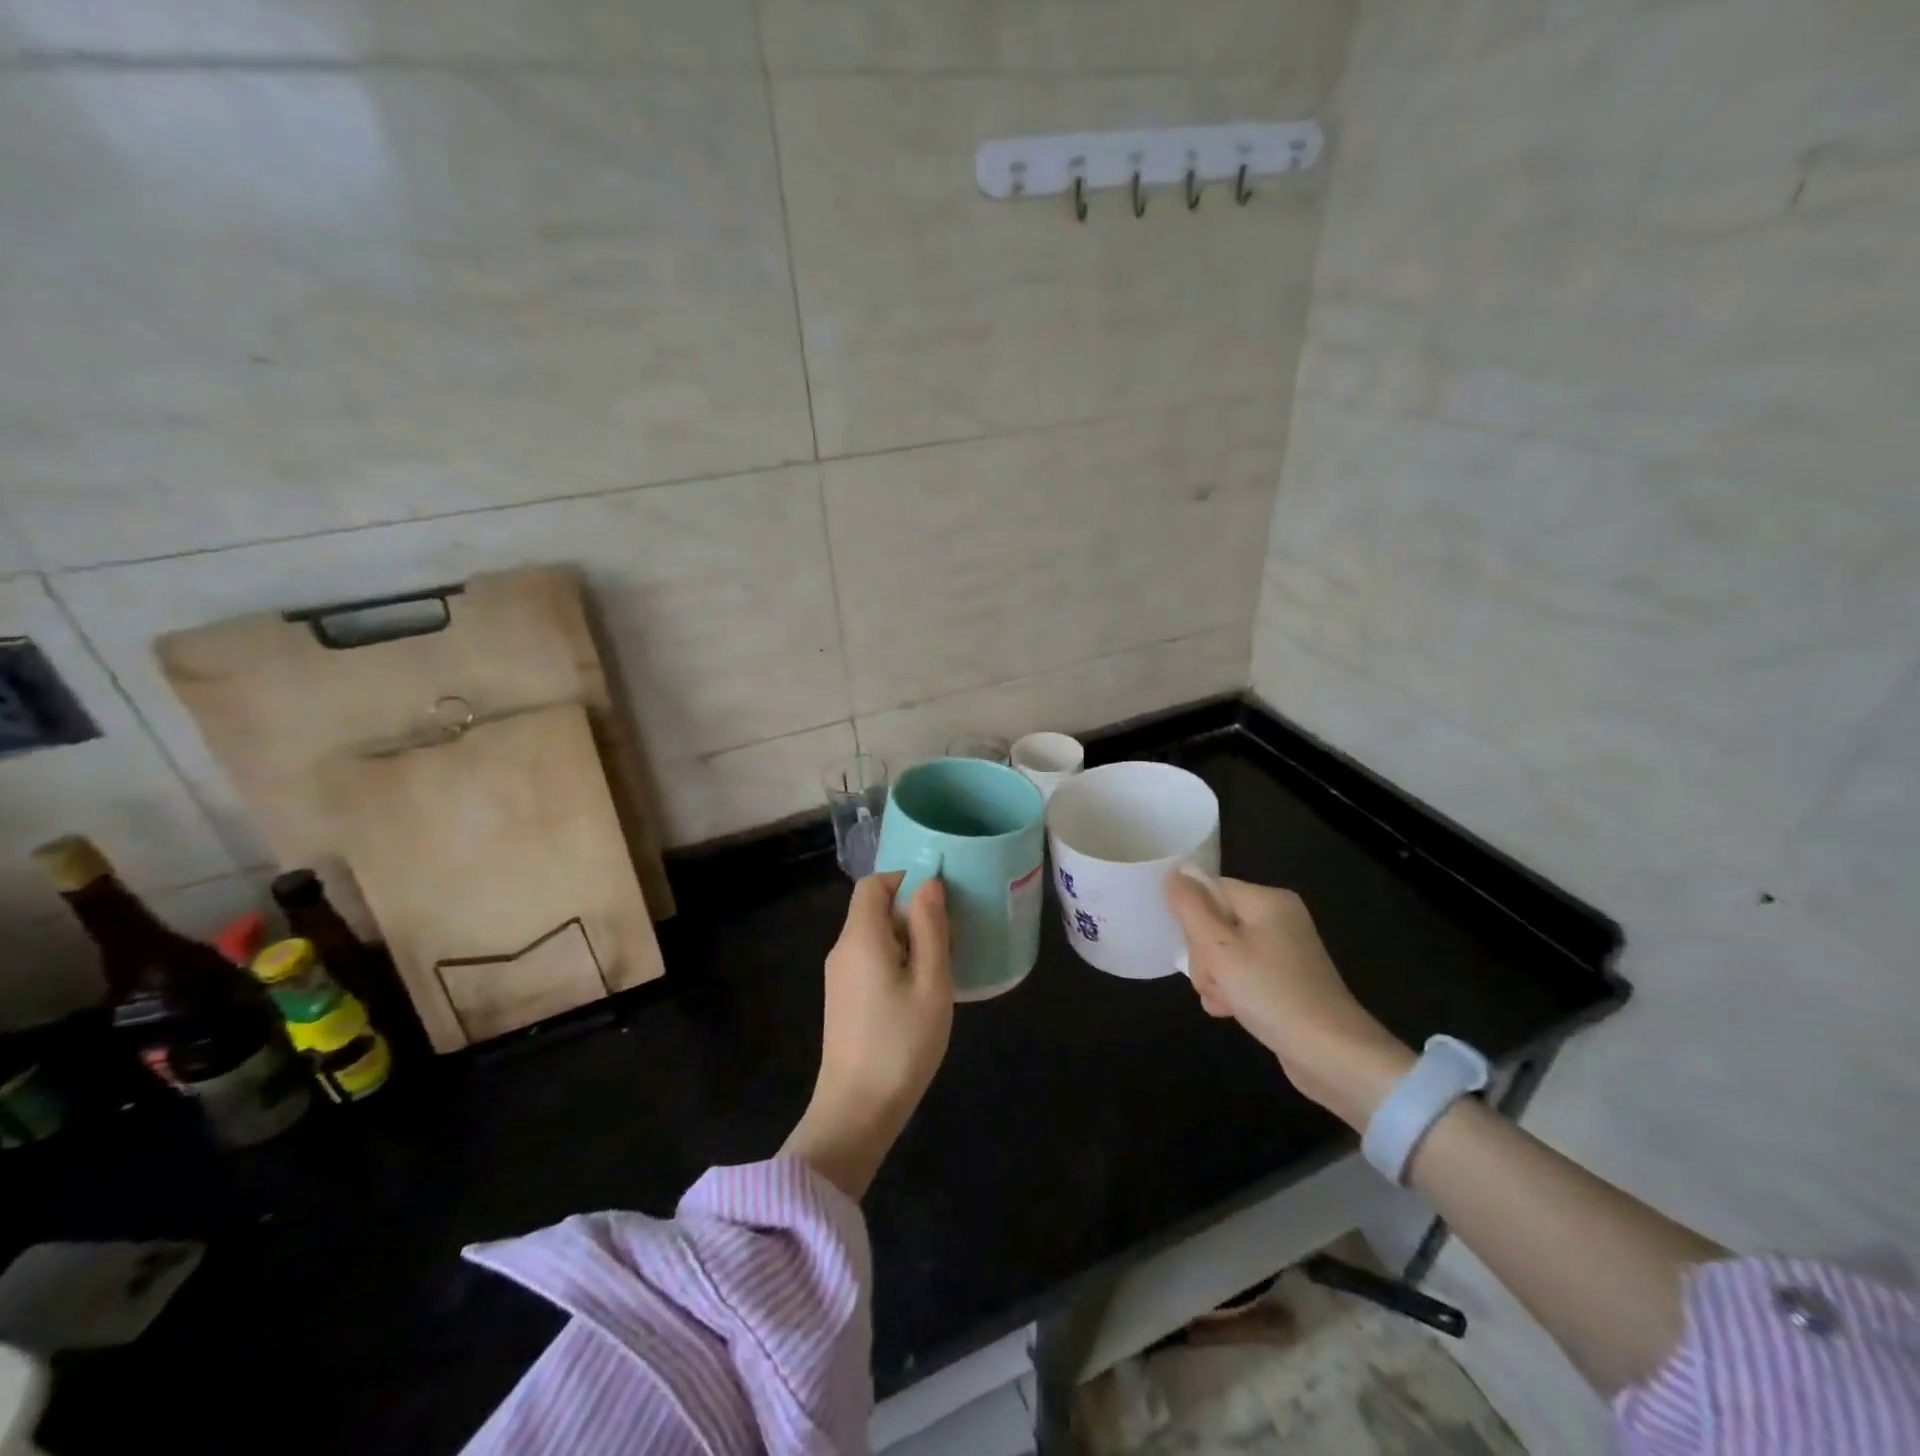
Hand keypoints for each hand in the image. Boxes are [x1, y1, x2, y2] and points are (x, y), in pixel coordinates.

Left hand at [782, 872, 952, 1198]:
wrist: (856, 1112)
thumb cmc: (901, 1044)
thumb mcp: (931, 982)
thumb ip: (930, 927)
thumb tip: (929, 883)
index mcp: (860, 937)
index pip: (874, 883)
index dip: (905, 878)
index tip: (940, 898)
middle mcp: (843, 949)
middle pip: (873, 908)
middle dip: (912, 911)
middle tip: (949, 936)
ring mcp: (839, 977)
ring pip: (874, 936)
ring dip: (907, 939)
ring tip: (941, 964)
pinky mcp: (843, 1000)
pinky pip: (870, 960)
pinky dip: (896, 960)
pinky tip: (921, 990)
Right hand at [1166, 870, 1412, 1128]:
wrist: (1332, 1055)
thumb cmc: (1271, 993)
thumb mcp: (1219, 948)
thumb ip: (1191, 908)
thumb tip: (1173, 873)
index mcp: (1268, 901)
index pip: (1210, 890)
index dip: (1192, 918)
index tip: (1193, 950)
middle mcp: (1279, 918)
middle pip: (1216, 921)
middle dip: (1203, 954)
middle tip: (1212, 980)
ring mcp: (1285, 951)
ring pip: (1225, 951)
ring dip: (1215, 977)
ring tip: (1221, 1000)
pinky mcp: (1286, 980)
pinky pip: (1244, 973)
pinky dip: (1233, 990)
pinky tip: (1228, 1011)